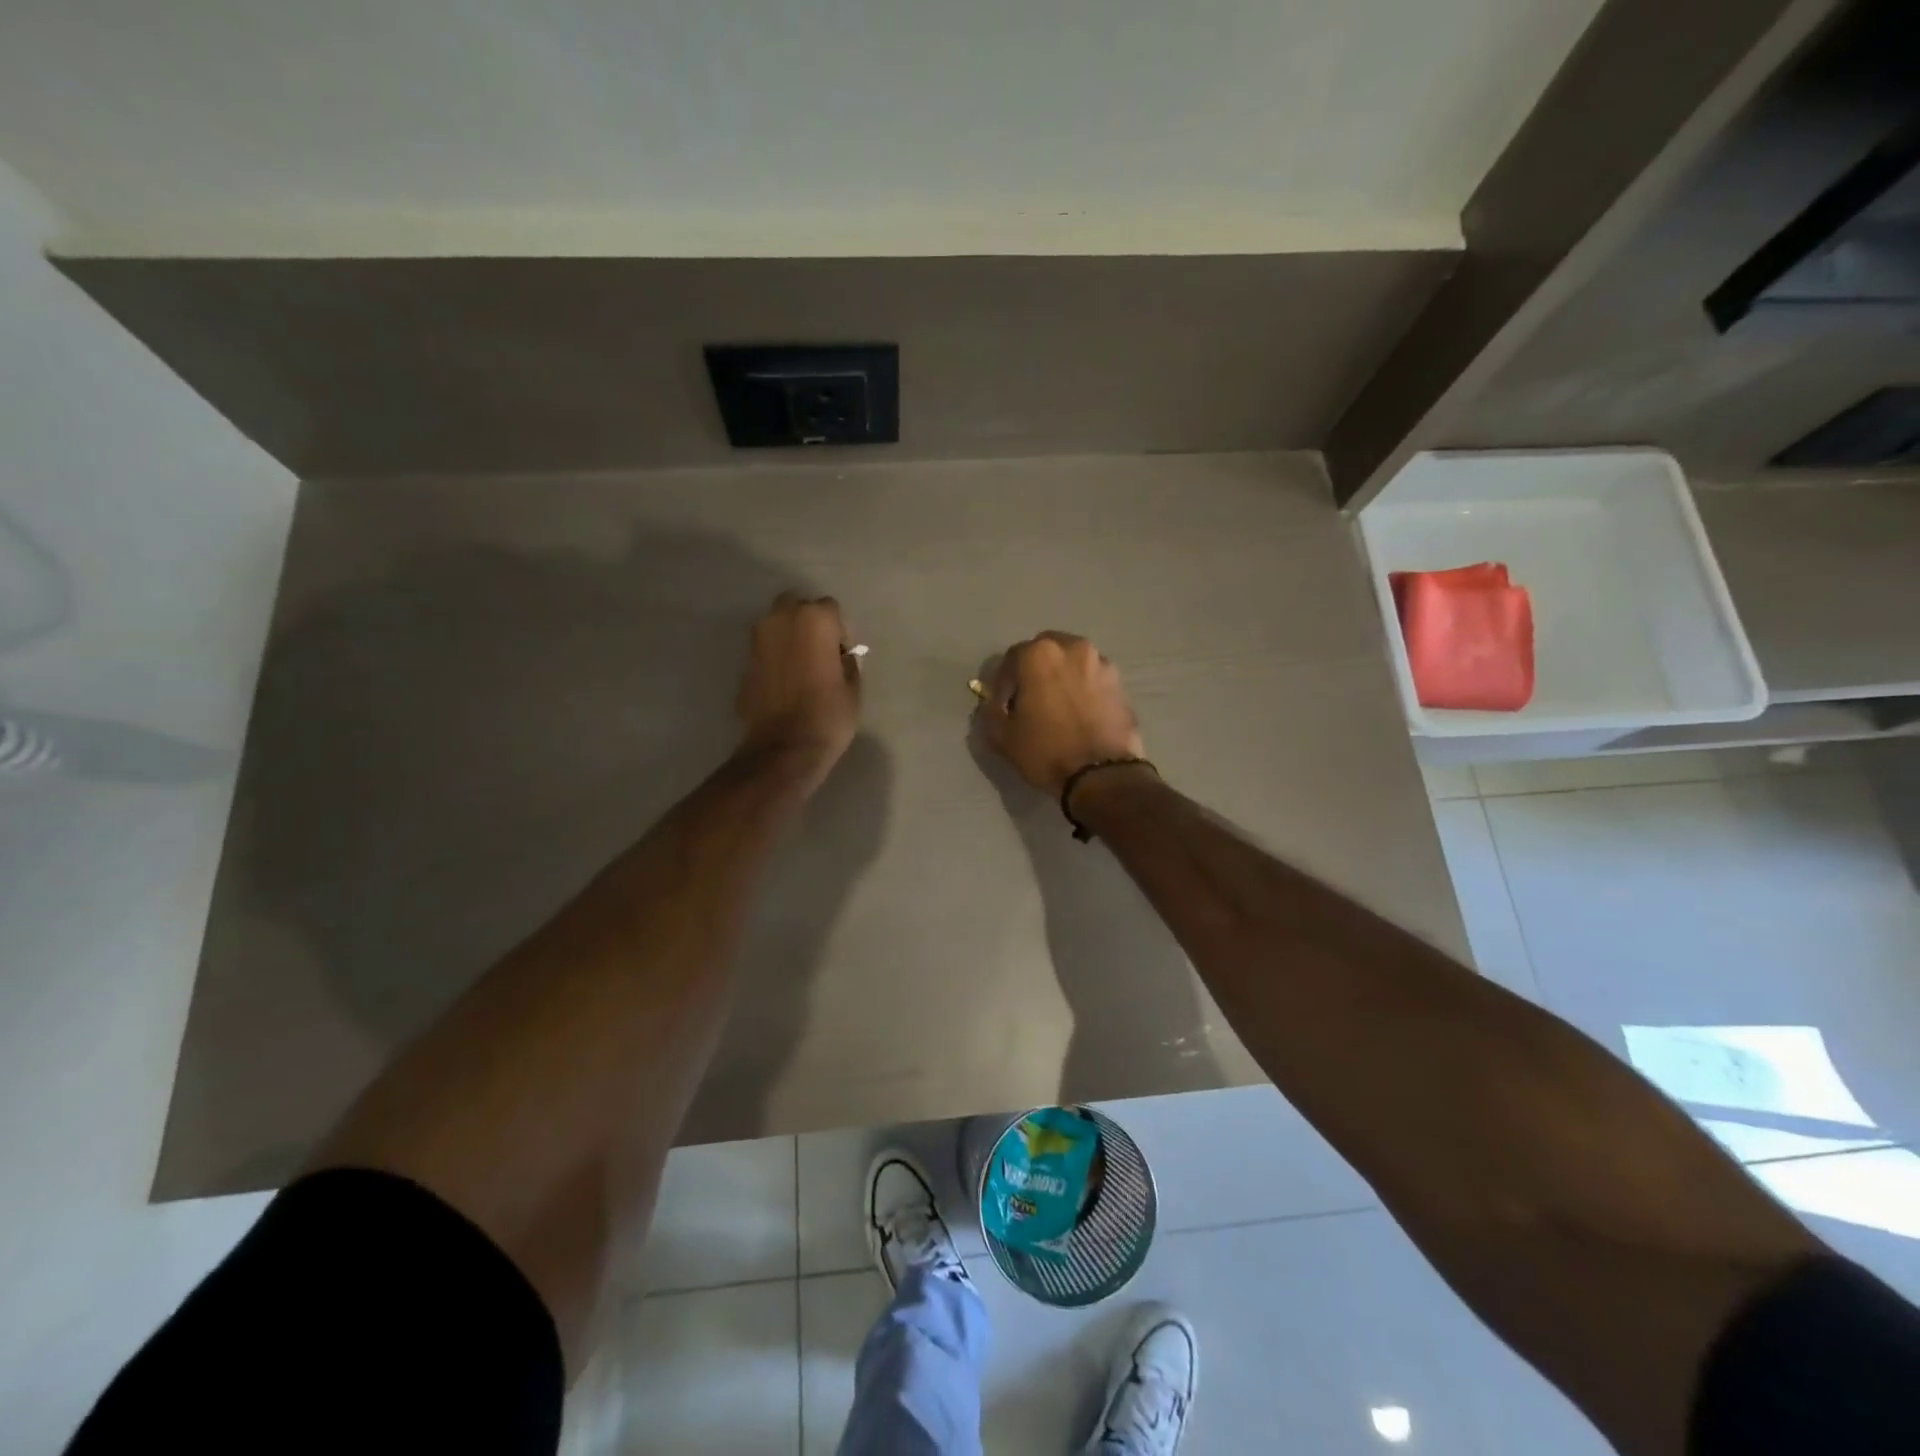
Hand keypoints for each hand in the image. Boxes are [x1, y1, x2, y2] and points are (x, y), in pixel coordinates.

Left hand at [736, 593, 859, 787]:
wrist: (783, 748)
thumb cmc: (827, 715)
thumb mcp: (853, 687)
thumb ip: (846, 661)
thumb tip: (838, 656)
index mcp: (814, 619)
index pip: (831, 609)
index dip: (839, 631)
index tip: (841, 656)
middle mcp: (781, 619)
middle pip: (797, 606)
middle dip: (808, 623)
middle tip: (819, 653)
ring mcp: (757, 639)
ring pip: (777, 625)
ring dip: (789, 637)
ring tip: (801, 667)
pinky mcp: (744, 661)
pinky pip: (765, 648)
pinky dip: (775, 656)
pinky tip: (784, 681)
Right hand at [979, 632, 1145, 798]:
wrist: (1103, 775)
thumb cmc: (1046, 751)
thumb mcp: (1002, 737)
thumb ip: (990, 712)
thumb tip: (992, 704)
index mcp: (1040, 654)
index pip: (1012, 658)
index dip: (1003, 683)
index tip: (1003, 705)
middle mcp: (1074, 648)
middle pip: (1046, 652)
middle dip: (1035, 671)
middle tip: (1030, 700)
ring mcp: (1102, 664)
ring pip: (1073, 663)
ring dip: (1062, 678)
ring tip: (1058, 707)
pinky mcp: (1121, 685)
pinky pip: (1093, 680)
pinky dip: (1083, 690)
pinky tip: (1080, 715)